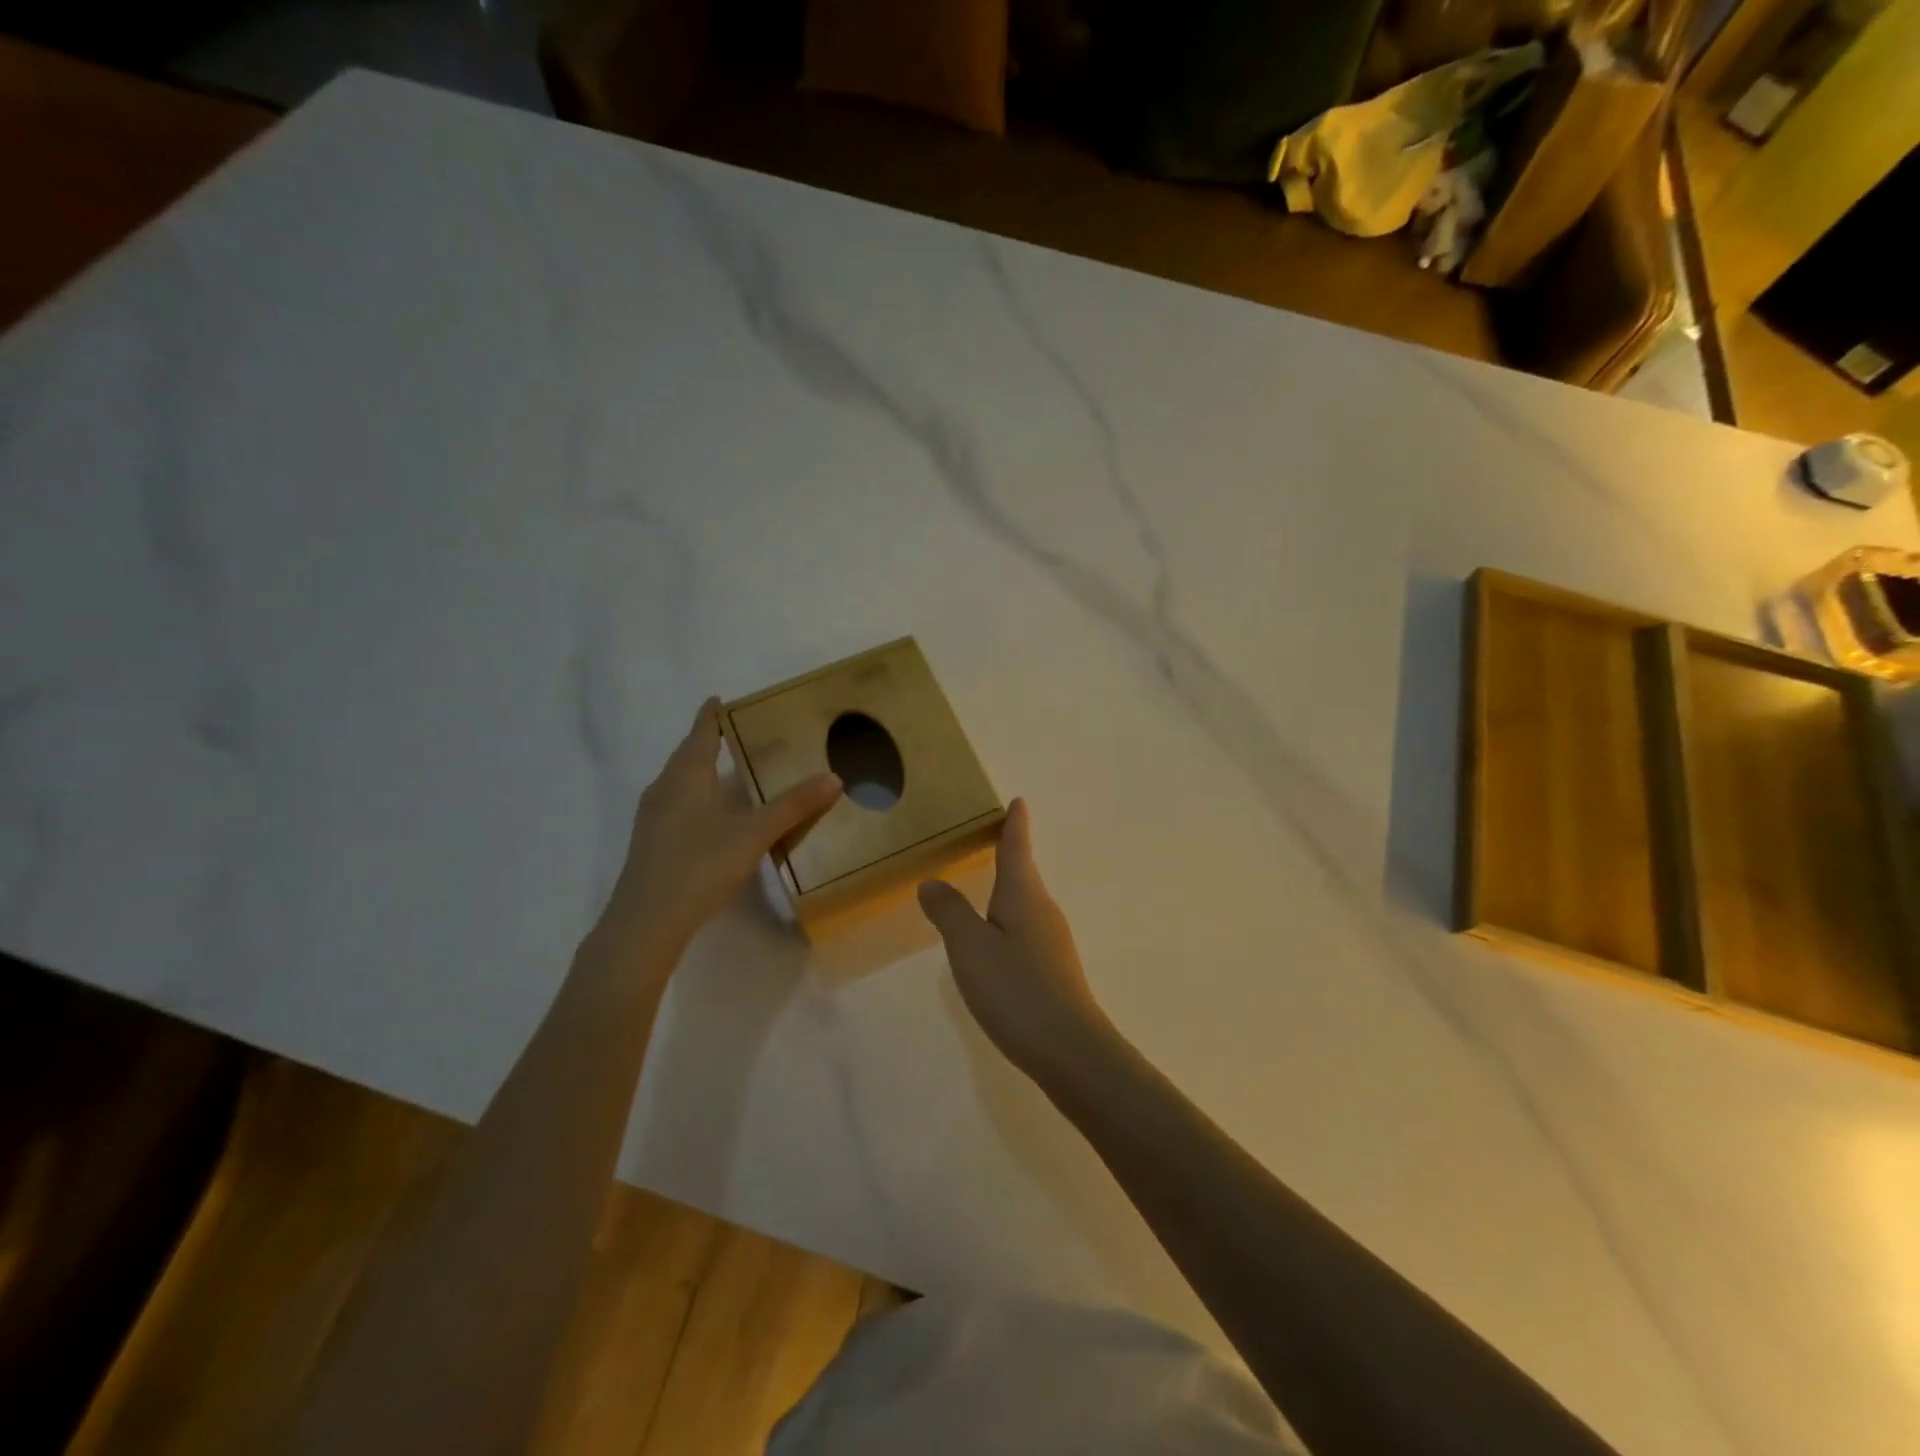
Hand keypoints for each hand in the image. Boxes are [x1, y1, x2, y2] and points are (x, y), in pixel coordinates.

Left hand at [595, 697, 840, 961]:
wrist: (646, 920)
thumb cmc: (700, 864)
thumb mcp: (754, 834)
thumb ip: (793, 806)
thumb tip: (834, 777)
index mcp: (686, 775)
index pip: (701, 733)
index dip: (711, 715)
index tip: (719, 699)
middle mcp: (664, 788)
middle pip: (686, 755)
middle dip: (707, 741)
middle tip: (735, 733)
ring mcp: (652, 816)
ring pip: (678, 781)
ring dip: (699, 770)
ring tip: (725, 770)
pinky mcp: (650, 842)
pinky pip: (675, 804)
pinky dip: (694, 797)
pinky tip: (710, 816)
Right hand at [918, 799, 1110, 1081]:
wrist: (1071, 1051)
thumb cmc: (1016, 989)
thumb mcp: (970, 948)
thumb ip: (949, 912)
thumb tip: (932, 882)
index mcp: (1024, 895)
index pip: (1017, 848)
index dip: (1015, 824)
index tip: (1018, 801)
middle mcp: (1043, 911)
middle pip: (1024, 873)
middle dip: (1010, 854)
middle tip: (992, 838)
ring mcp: (1052, 942)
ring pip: (1026, 903)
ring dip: (1009, 889)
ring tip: (987, 885)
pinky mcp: (1054, 970)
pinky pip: (1027, 930)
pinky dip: (1009, 921)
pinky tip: (997, 941)